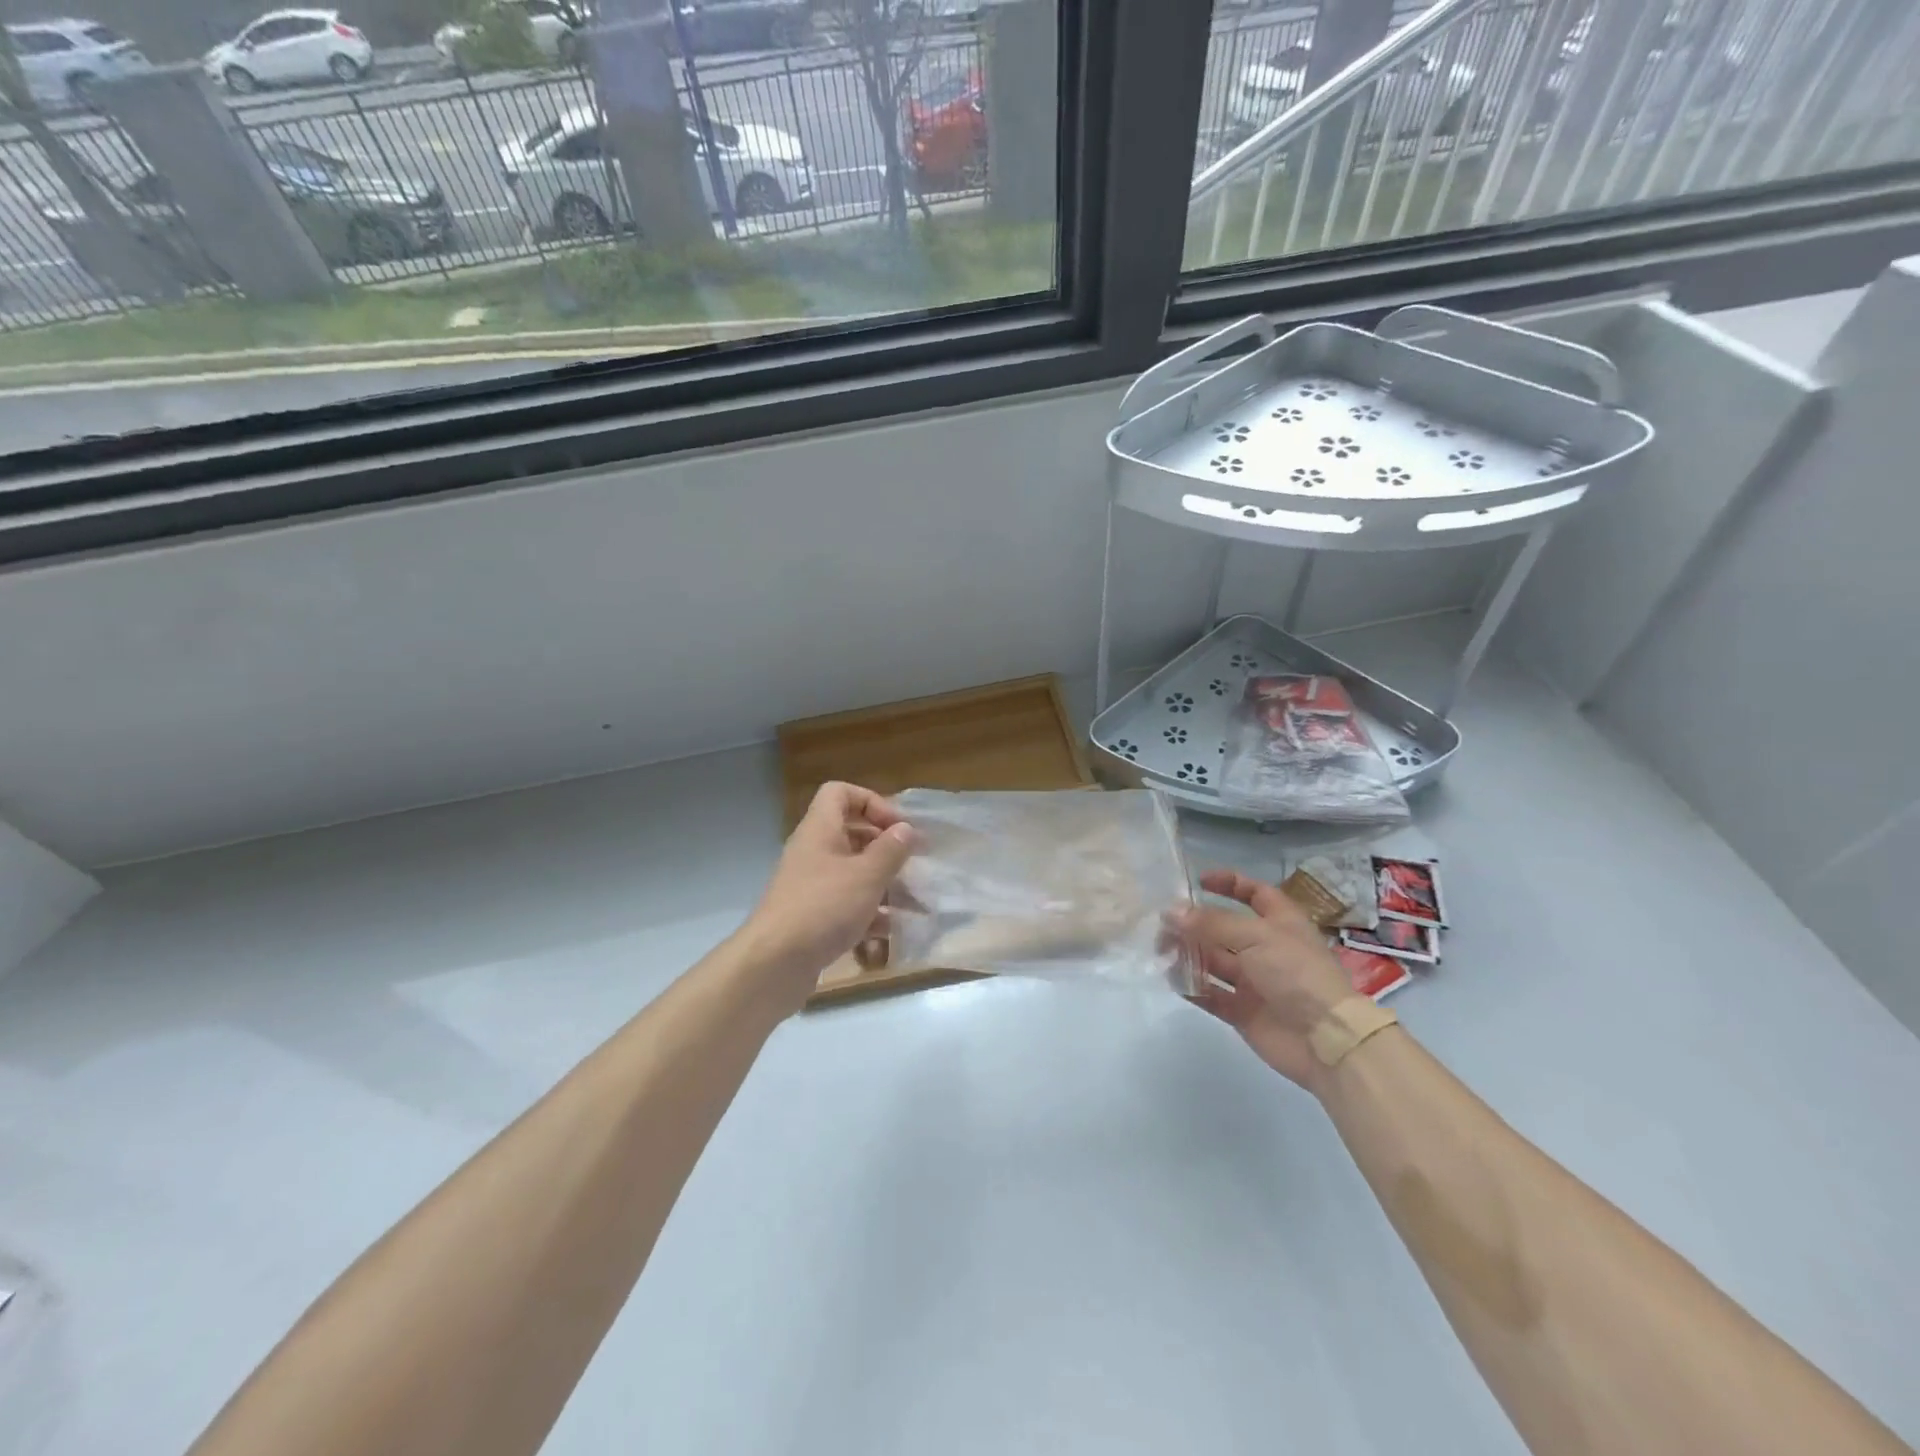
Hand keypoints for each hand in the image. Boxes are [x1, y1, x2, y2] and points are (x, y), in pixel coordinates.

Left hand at [740, 782, 915, 1013]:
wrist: (775, 963)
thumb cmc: (824, 907)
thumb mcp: (866, 875)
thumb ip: (891, 850)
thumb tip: (906, 829)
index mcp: (820, 830)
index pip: (840, 793)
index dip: (871, 802)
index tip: (897, 827)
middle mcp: (813, 852)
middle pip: (851, 834)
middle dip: (885, 848)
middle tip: (913, 863)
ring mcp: (811, 886)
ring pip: (852, 873)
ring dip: (883, 884)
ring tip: (914, 902)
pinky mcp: (813, 917)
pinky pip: (846, 905)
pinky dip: (870, 913)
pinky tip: (893, 931)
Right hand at [1171, 869, 1355, 1091]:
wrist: (1325, 1041)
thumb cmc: (1296, 974)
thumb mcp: (1255, 936)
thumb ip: (1211, 923)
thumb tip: (1171, 911)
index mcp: (1280, 923)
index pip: (1255, 894)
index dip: (1229, 883)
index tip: (1198, 881)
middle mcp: (1266, 949)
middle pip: (1224, 929)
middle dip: (1194, 924)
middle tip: (1162, 924)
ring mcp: (1254, 982)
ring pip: (1213, 961)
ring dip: (1188, 953)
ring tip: (1161, 950)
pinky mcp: (1243, 1011)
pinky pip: (1211, 994)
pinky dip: (1192, 986)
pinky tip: (1172, 979)